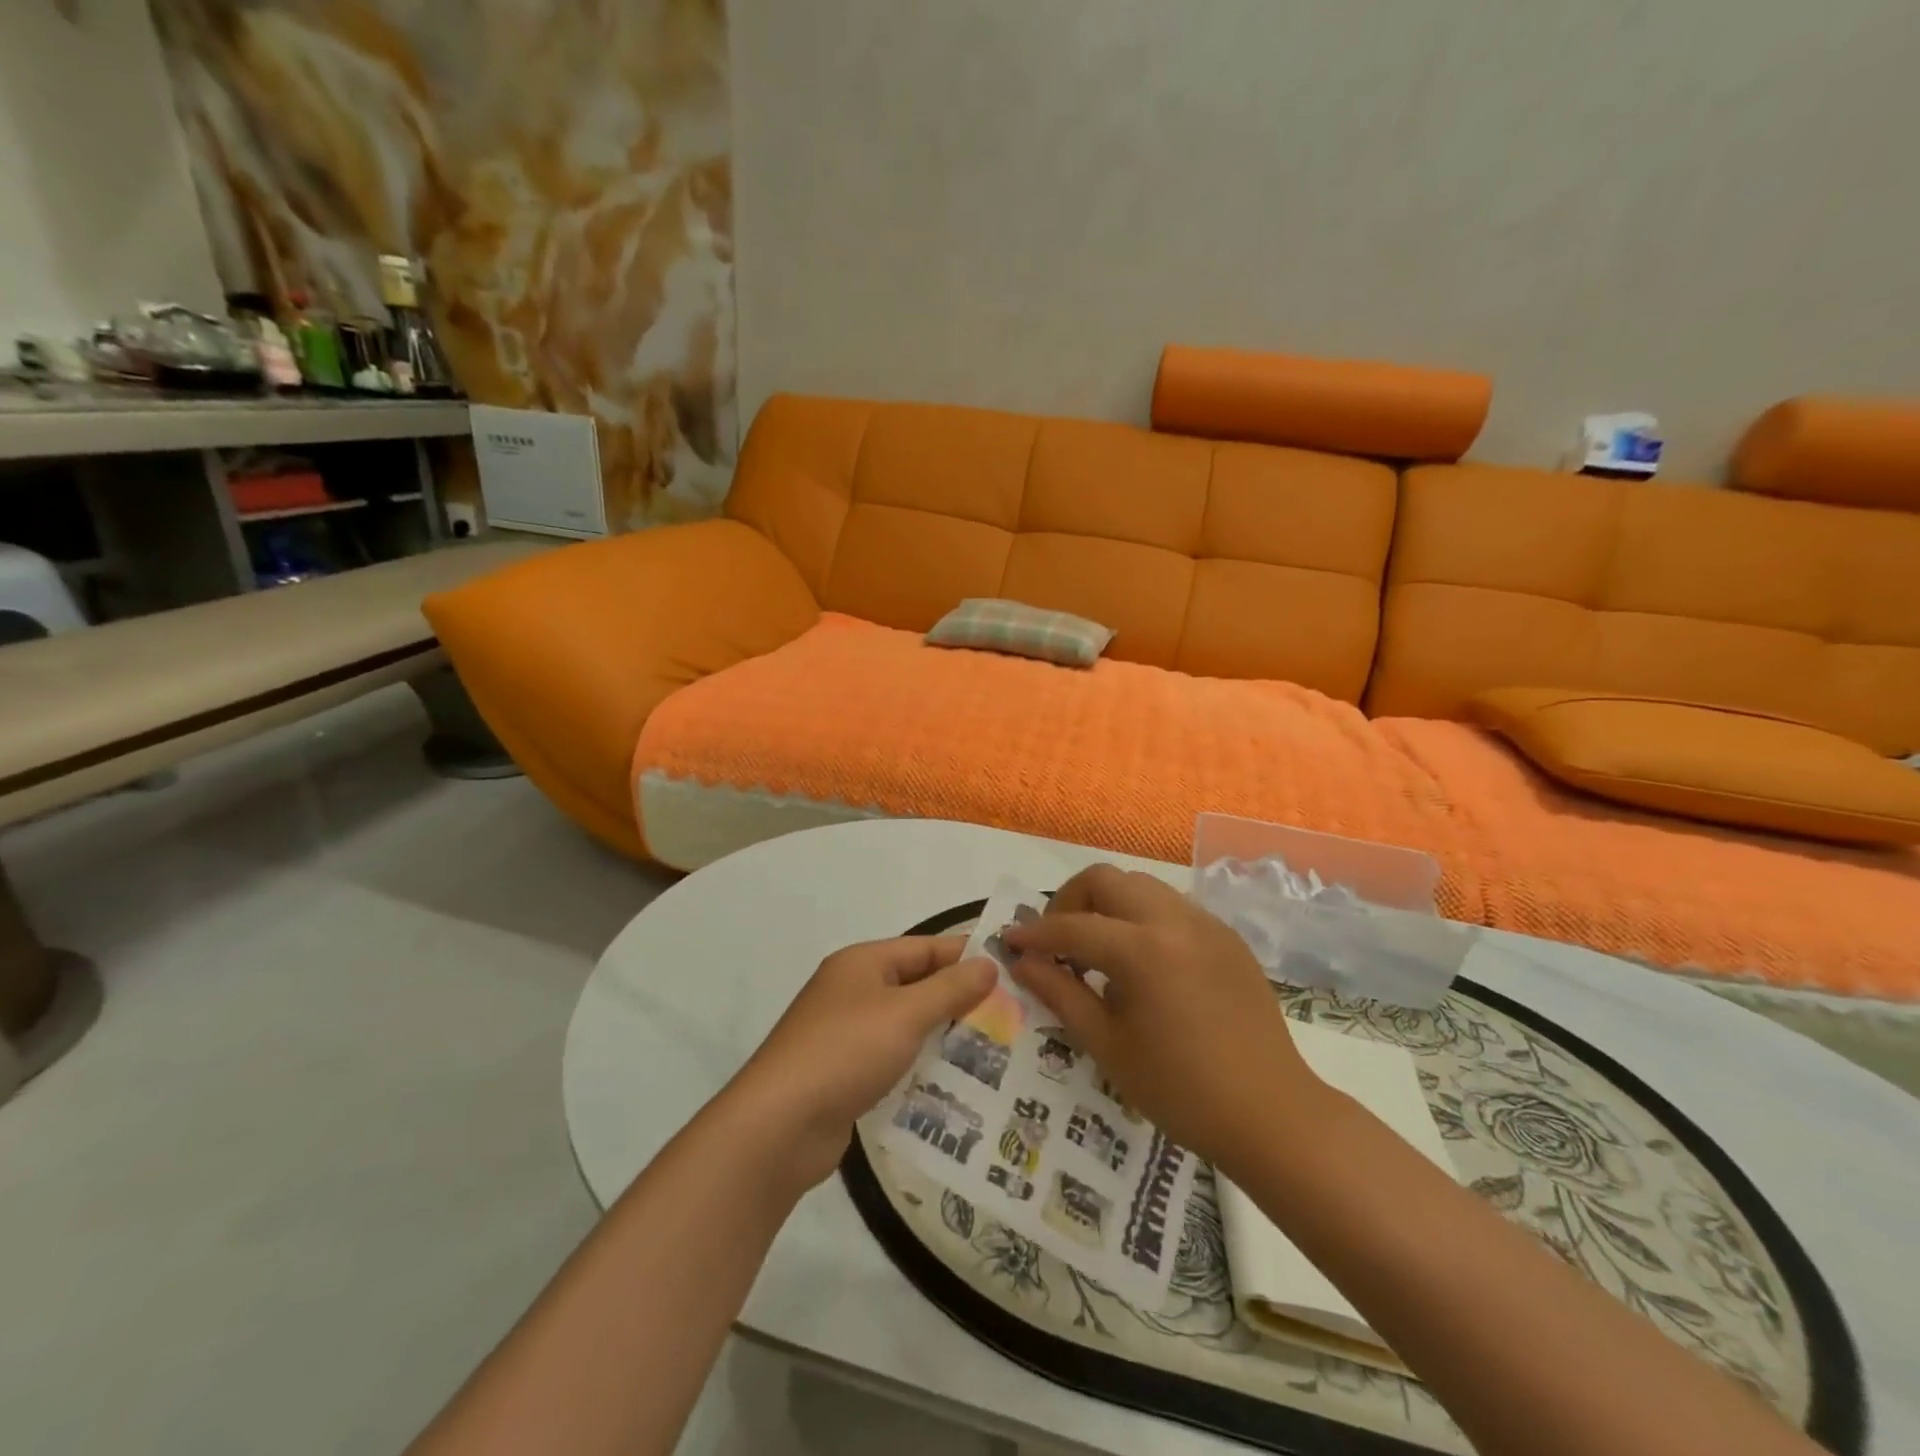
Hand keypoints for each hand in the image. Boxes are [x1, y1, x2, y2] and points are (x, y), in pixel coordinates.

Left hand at [726, 936, 996, 1189]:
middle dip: (959, 999)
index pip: (924, 948)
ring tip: (994, 1051)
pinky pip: (893, 1058)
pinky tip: (954, 1084)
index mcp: (862, 963)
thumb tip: (988, 964)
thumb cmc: (846, 1052)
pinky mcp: (845, 1073)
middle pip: (916, 985)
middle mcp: (852, 991)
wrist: (779, 1126)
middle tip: (1011, 1015)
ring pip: (906, 1024)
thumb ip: (950, 988)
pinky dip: (920, 1065)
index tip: (1010, 970)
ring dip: (943, 1035)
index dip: (965, 956)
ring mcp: (845, 1033)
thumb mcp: (905, 1014)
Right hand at [1005, 865, 1328, 1175]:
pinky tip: (1141, 962)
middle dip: (1071, 901)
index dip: (1035, 934)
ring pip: (1141, 886)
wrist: (1272, 1114)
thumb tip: (1023, 962)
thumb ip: (1060, 993)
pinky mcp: (1226, 937)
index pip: (1072, 926)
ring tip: (1097, 951)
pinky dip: (1142, 918)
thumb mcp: (1108, 1045)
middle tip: (1057, 942)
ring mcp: (1206, 924)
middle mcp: (1174, 920)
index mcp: (1143, 950)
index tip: (1010, 942)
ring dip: (1108, 905)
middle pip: (1106, 880)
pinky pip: (1172, 907)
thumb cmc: (1180, 1090)